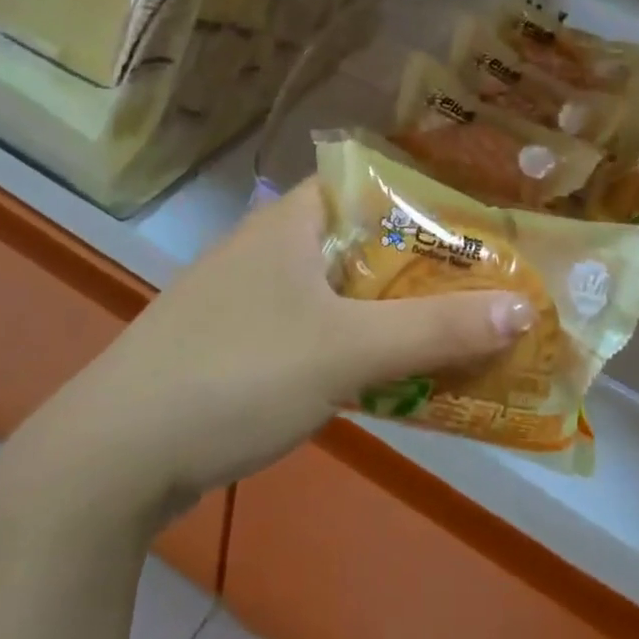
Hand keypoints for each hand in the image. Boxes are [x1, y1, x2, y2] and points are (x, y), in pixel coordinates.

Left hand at [5, 178, 536, 534]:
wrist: (113, 457)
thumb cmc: (234, 374)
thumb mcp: (346, 350)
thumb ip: (436, 330)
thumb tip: (524, 309)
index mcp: (291, 221)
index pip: (372, 180)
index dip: (430, 193)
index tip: (484, 217)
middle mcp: (273, 247)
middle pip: (367, 240)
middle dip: (427, 262)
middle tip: (491, 279)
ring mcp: (253, 297)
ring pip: (345, 289)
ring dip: (398, 308)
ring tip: (460, 324)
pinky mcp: (243, 344)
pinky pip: (322, 329)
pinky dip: (362, 343)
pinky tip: (396, 371)